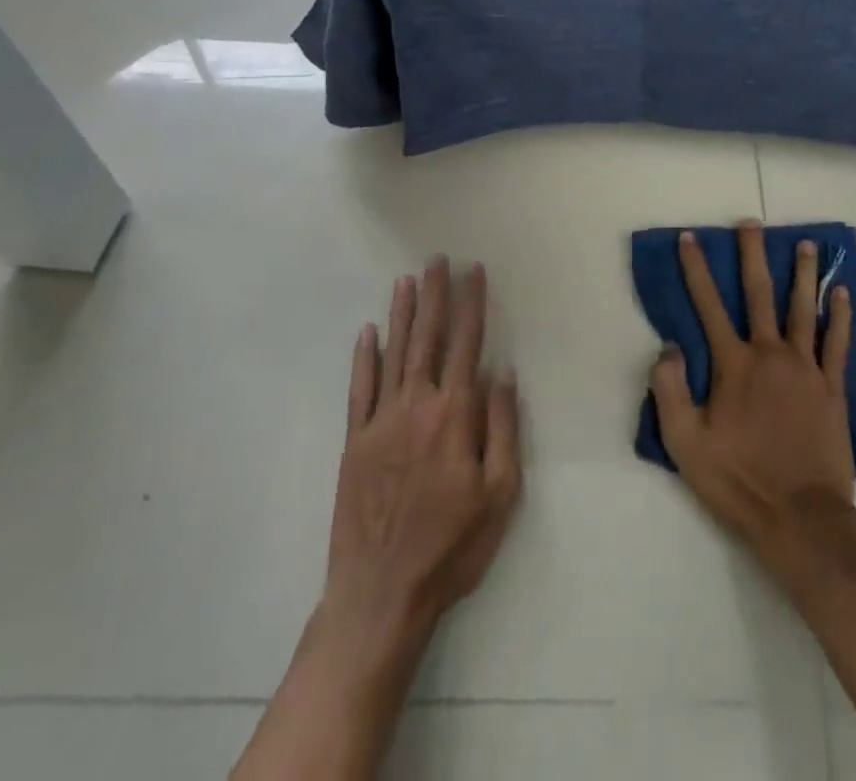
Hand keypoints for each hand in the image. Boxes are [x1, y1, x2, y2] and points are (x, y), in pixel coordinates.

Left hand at [320, 258, 522, 649]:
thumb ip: (501, 427)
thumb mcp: (499, 493)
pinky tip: (368, 332)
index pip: (466, 344)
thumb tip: (501, 372)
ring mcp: (380, 422)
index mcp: (454, 415)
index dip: (472, 304)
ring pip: (393, 354)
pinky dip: (364, 357)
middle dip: (435, 295)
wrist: (380, 594)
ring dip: (401, 314)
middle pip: (428, 338)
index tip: (474, 271)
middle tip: (437, 260)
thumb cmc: (451, 546)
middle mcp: (415, 406)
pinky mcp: (354, 443)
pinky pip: (359, 389)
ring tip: (407, 280)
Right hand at [648, 221, 855, 581]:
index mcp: (733, 365)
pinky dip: (840, 316)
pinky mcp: (832, 388)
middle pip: (759, 293)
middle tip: (752, 223)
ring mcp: (806, 368)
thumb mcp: (685, 444)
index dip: (697, 269)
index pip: (708, 305)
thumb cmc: (738, 481)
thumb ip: (669, 391)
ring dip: (803, 274)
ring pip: (803, 309)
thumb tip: (668, 346)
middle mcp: (770, 354)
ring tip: (807, 244)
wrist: (801, 518)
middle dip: (752, 255)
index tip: (691, 238)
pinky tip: (842, 293)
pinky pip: (838, 343)